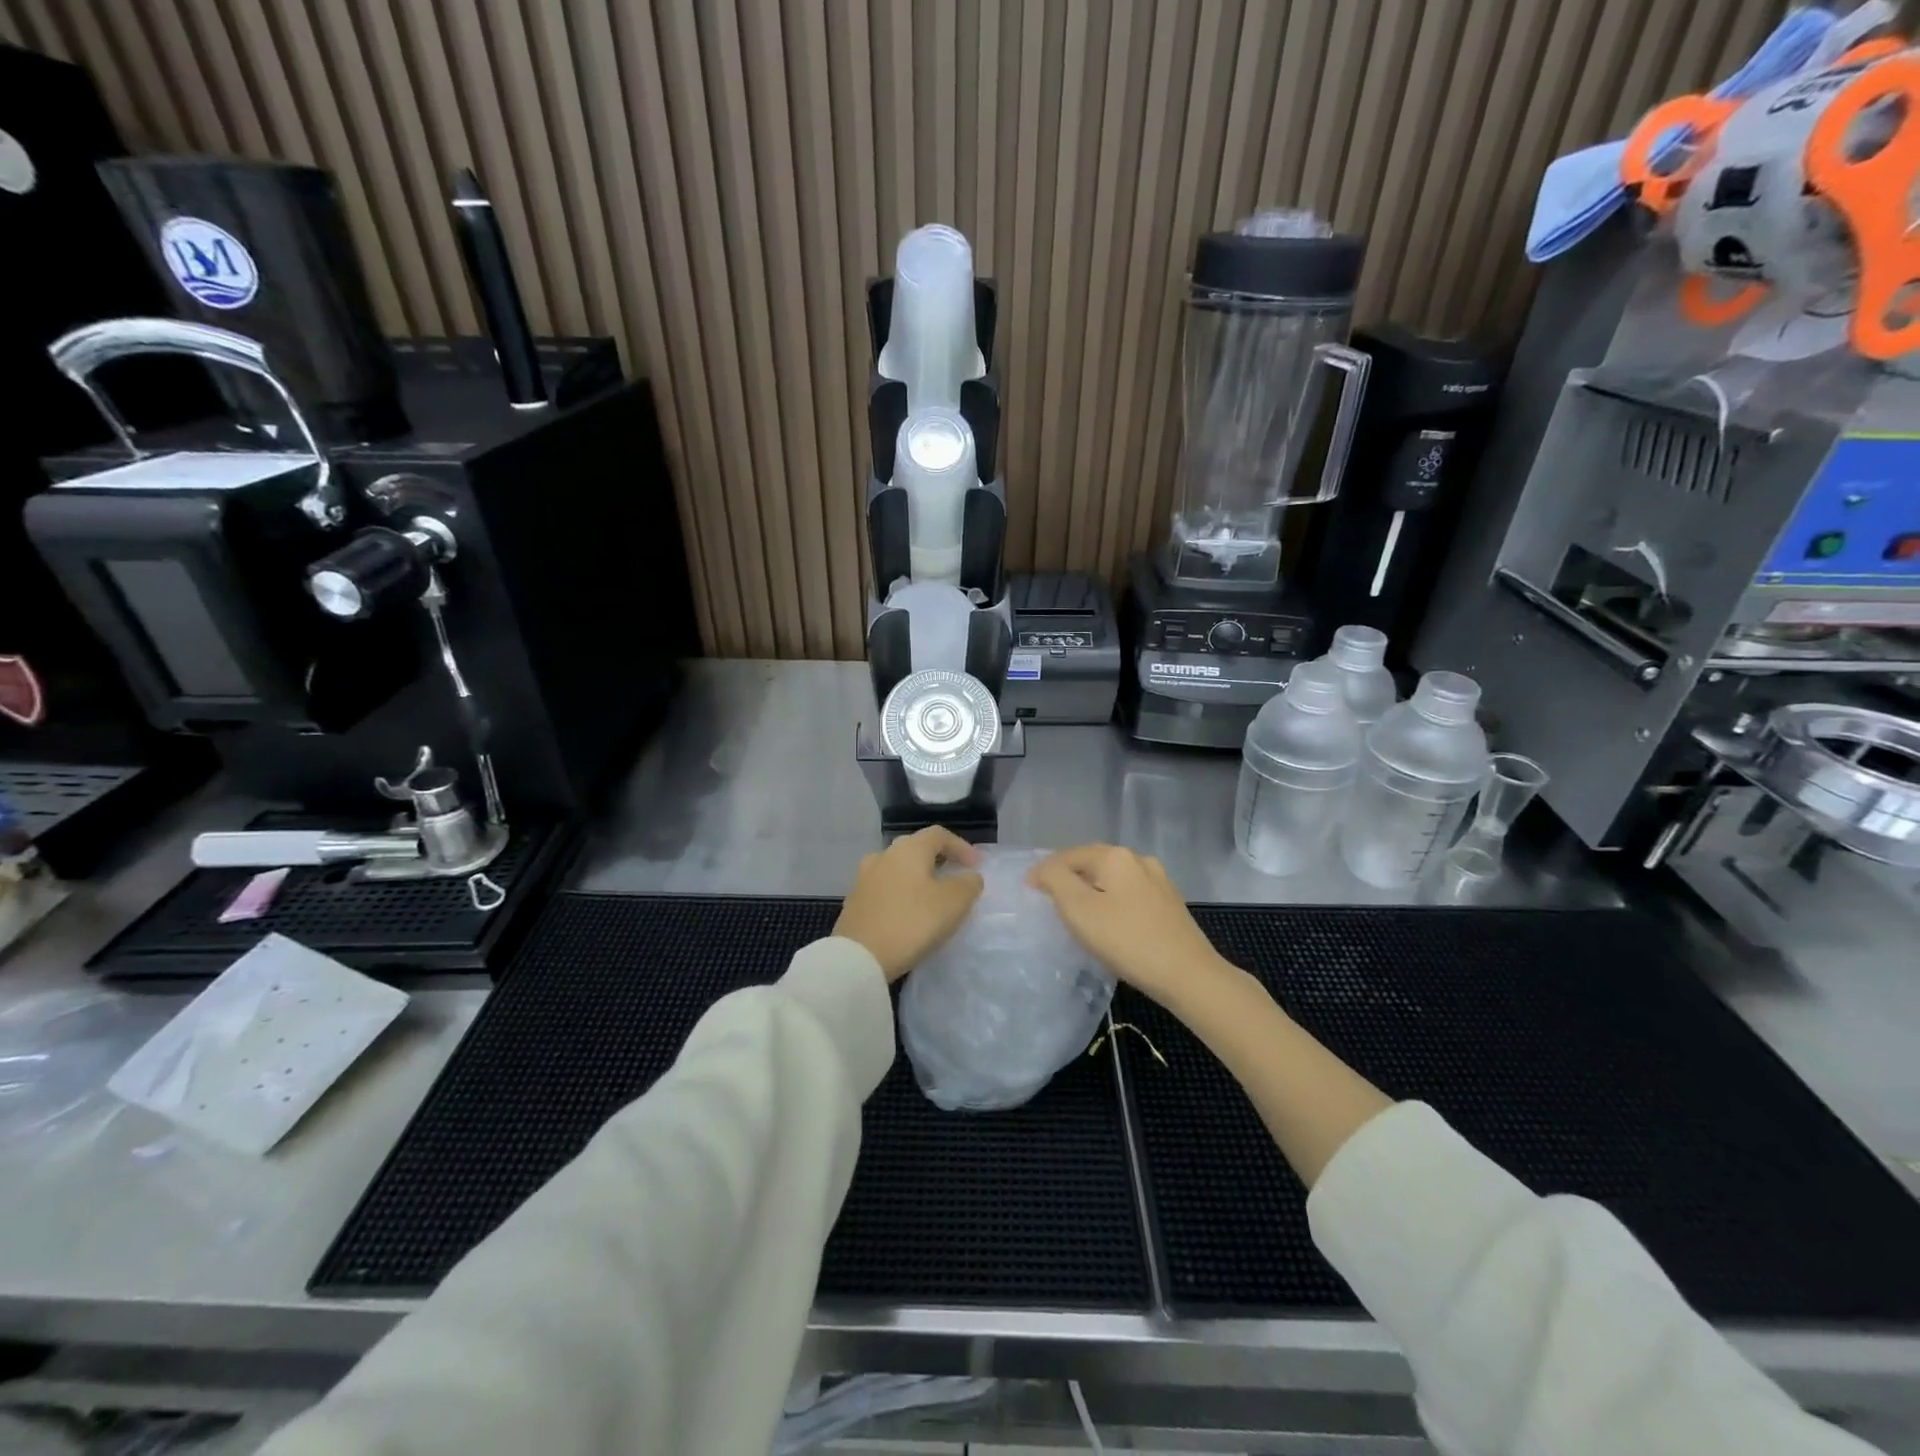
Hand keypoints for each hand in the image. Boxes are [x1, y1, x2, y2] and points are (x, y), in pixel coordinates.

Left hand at [834, 826, 982, 981]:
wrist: (859, 957)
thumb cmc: (912, 922)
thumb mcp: (953, 903)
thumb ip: (968, 884)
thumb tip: (969, 876)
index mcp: (908, 849)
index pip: (939, 835)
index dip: (961, 847)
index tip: (977, 865)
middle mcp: (884, 855)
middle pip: (916, 849)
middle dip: (939, 860)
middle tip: (956, 876)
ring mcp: (864, 878)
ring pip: (899, 869)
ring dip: (918, 877)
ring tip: (933, 896)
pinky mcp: (855, 901)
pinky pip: (886, 888)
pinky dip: (902, 893)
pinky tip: (909, 912)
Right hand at [1028, 844, 1230, 1004]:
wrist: (1188, 975)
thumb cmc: (1127, 940)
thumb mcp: (1079, 909)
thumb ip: (1055, 881)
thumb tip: (1044, 870)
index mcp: (1115, 856)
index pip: (1068, 855)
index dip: (1045, 871)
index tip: (1029, 891)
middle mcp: (1138, 859)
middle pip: (1092, 862)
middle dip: (1069, 876)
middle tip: (1048, 897)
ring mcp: (1158, 881)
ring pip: (1112, 878)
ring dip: (1091, 889)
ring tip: (1075, 910)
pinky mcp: (1169, 904)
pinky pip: (1129, 894)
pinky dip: (1111, 901)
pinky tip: (1108, 921)